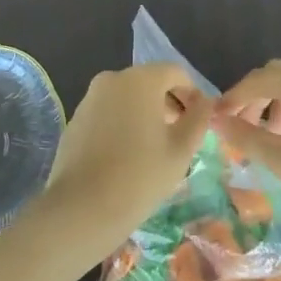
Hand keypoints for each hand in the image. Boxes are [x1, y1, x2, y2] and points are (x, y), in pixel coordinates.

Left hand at [27, 64, 210, 270]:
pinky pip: (107, 112)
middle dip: (168, 103)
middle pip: (149, 82)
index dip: (192, 93)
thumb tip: (205, 102)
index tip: (199, 120)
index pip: (175, 72)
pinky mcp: (75, 119)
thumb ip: (198, 119)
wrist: (82, 208)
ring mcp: (89, 98)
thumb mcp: (181, 150)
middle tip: (179, 136)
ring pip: (126, 97)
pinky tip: (125, 156)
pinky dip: (121, 124)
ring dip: (144, 113)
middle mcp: (112, 79)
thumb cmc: (140, 176)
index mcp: (140, 80)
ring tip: (154, 149)